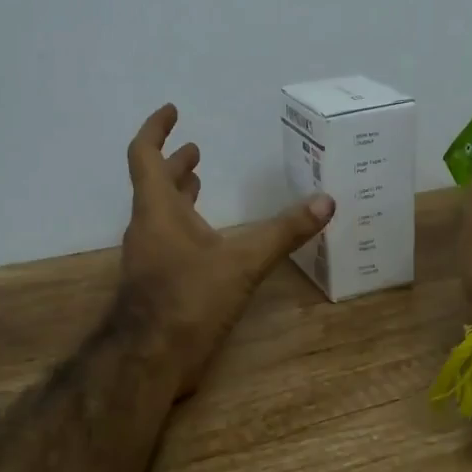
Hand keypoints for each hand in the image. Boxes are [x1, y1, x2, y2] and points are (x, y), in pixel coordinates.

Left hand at [120, 104, 334, 396]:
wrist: (148, 360)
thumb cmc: (188, 299)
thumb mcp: (242, 263)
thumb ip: (283, 232)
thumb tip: (326, 201)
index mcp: (157, 210)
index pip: (145, 155)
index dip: (156, 129)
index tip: (173, 111)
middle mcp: (147, 229)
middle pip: (154, 185)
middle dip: (175, 165)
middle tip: (196, 151)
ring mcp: (147, 259)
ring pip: (161, 216)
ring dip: (179, 198)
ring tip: (200, 185)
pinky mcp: (155, 286)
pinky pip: (168, 243)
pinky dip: (185, 230)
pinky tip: (209, 243)